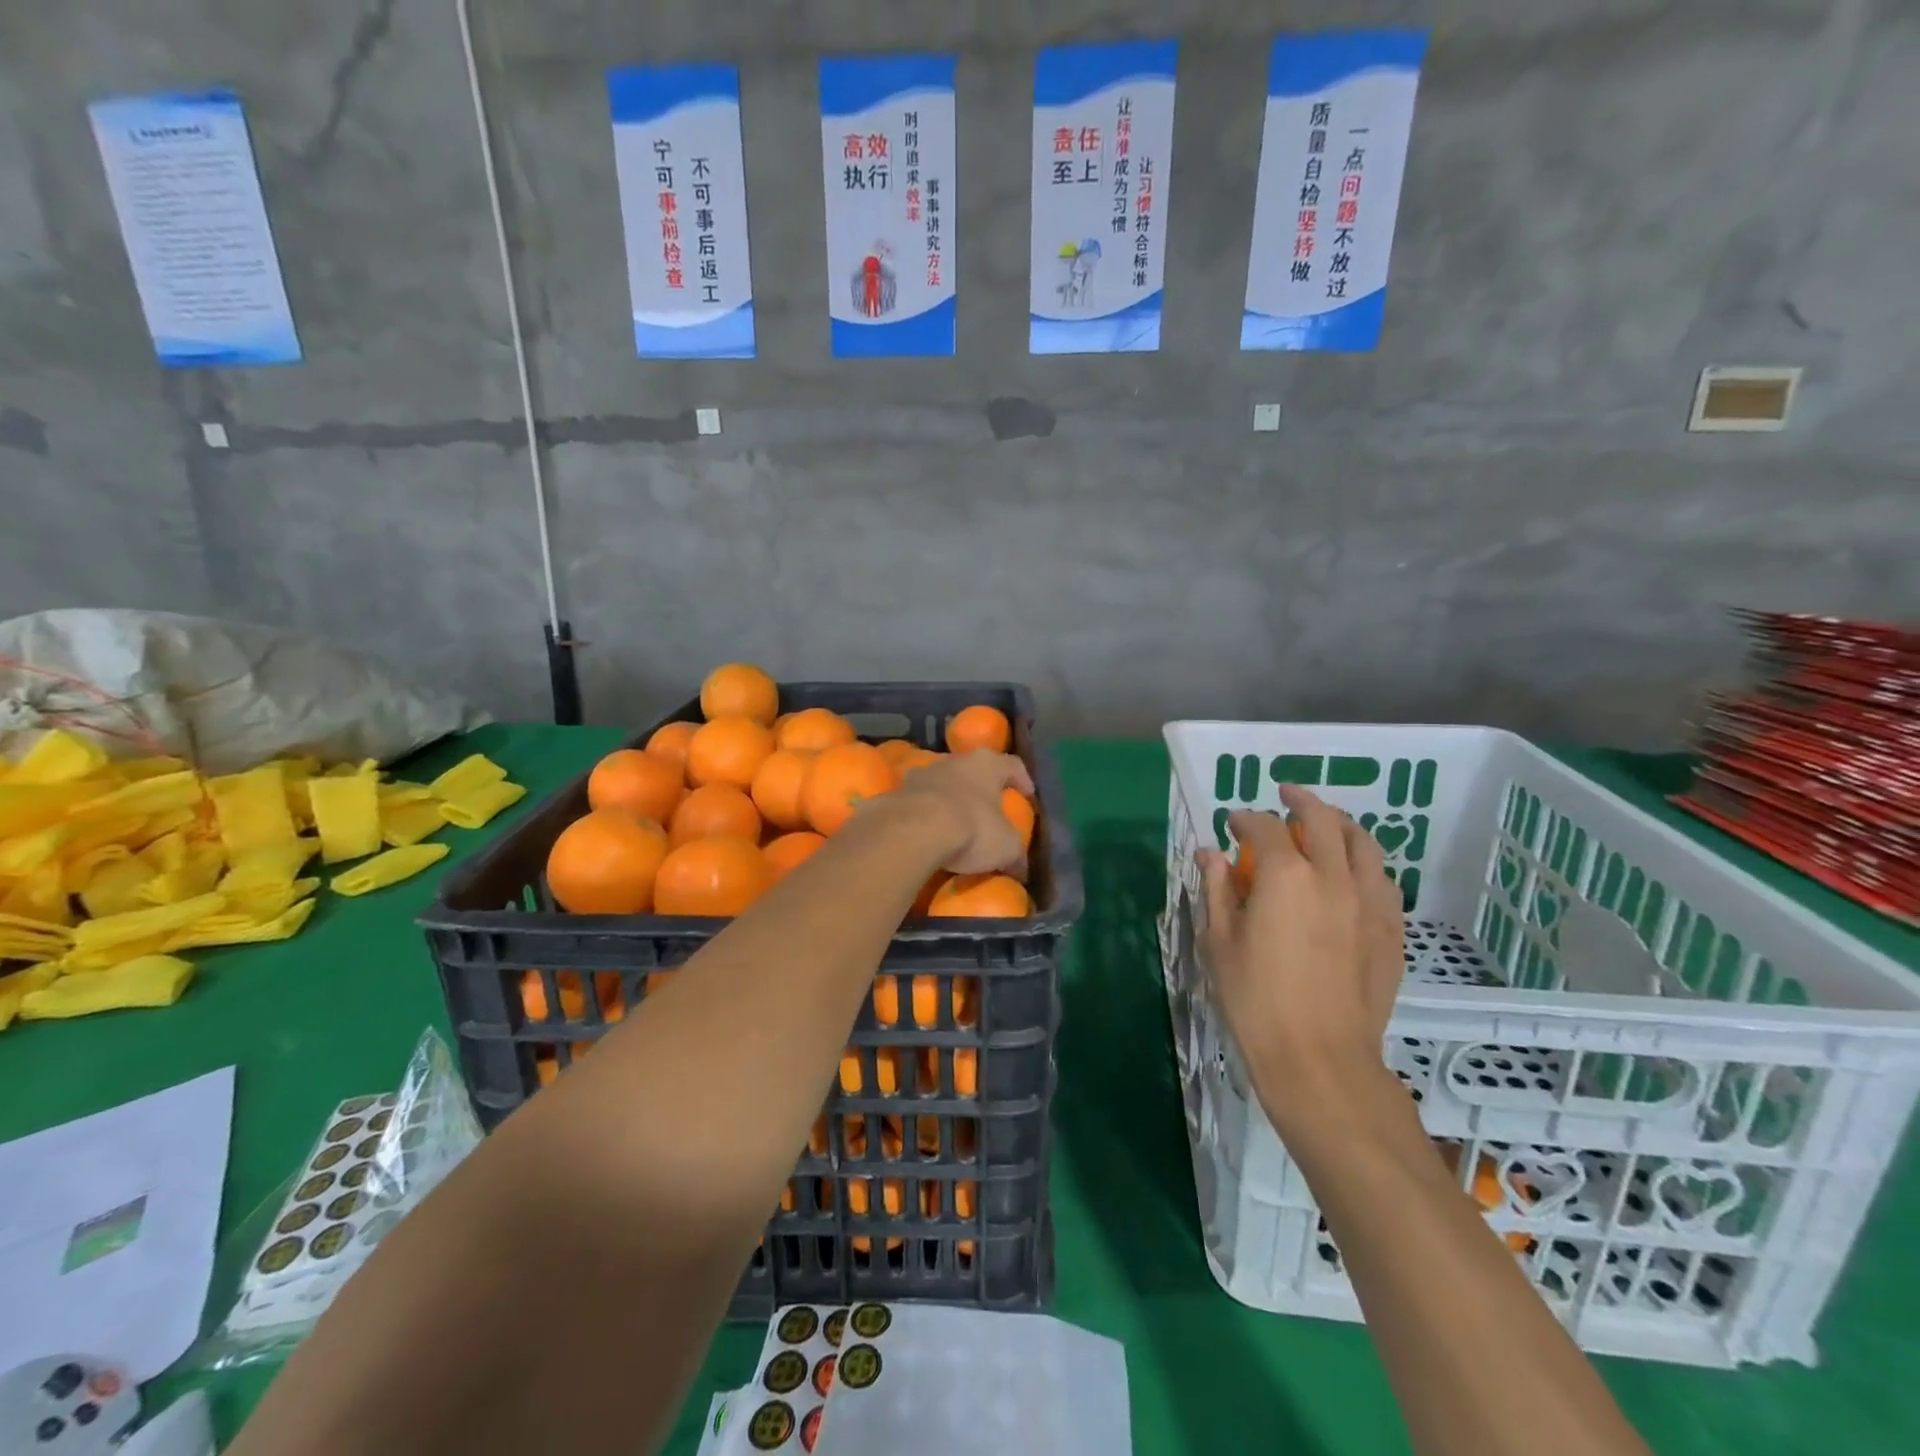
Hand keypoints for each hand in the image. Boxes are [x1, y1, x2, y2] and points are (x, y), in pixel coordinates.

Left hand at [884, 749, 1033, 875]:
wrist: (912, 831)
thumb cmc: (971, 829)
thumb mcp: (1006, 847)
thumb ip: (1015, 854)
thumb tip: (1020, 868)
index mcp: (987, 764)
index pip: (1012, 765)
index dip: (1022, 779)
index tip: (1026, 794)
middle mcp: (955, 761)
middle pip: (973, 770)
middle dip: (981, 788)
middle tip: (988, 809)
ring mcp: (922, 774)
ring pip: (942, 783)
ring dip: (949, 798)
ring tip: (954, 823)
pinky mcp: (897, 792)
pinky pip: (917, 801)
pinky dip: (925, 813)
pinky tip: (927, 833)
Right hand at [1196, 786, 1405, 1127]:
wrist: (1319, 1059)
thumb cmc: (1255, 1000)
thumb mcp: (1219, 942)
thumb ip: (1216, 889)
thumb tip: (1210, 854)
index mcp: (1285, 876)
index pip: (1264, 826)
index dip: (1245, 819)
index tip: (1232, 824)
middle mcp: (1332, 876)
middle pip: (1322, 818)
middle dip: (1299, 800)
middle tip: (1284, 796)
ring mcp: (1368, 902)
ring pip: (1363, 843)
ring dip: (1340, 823)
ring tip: (1325, 823)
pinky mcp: (1391, 929)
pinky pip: (1383, 879)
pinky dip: (1365, 862)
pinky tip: (1353, 871)